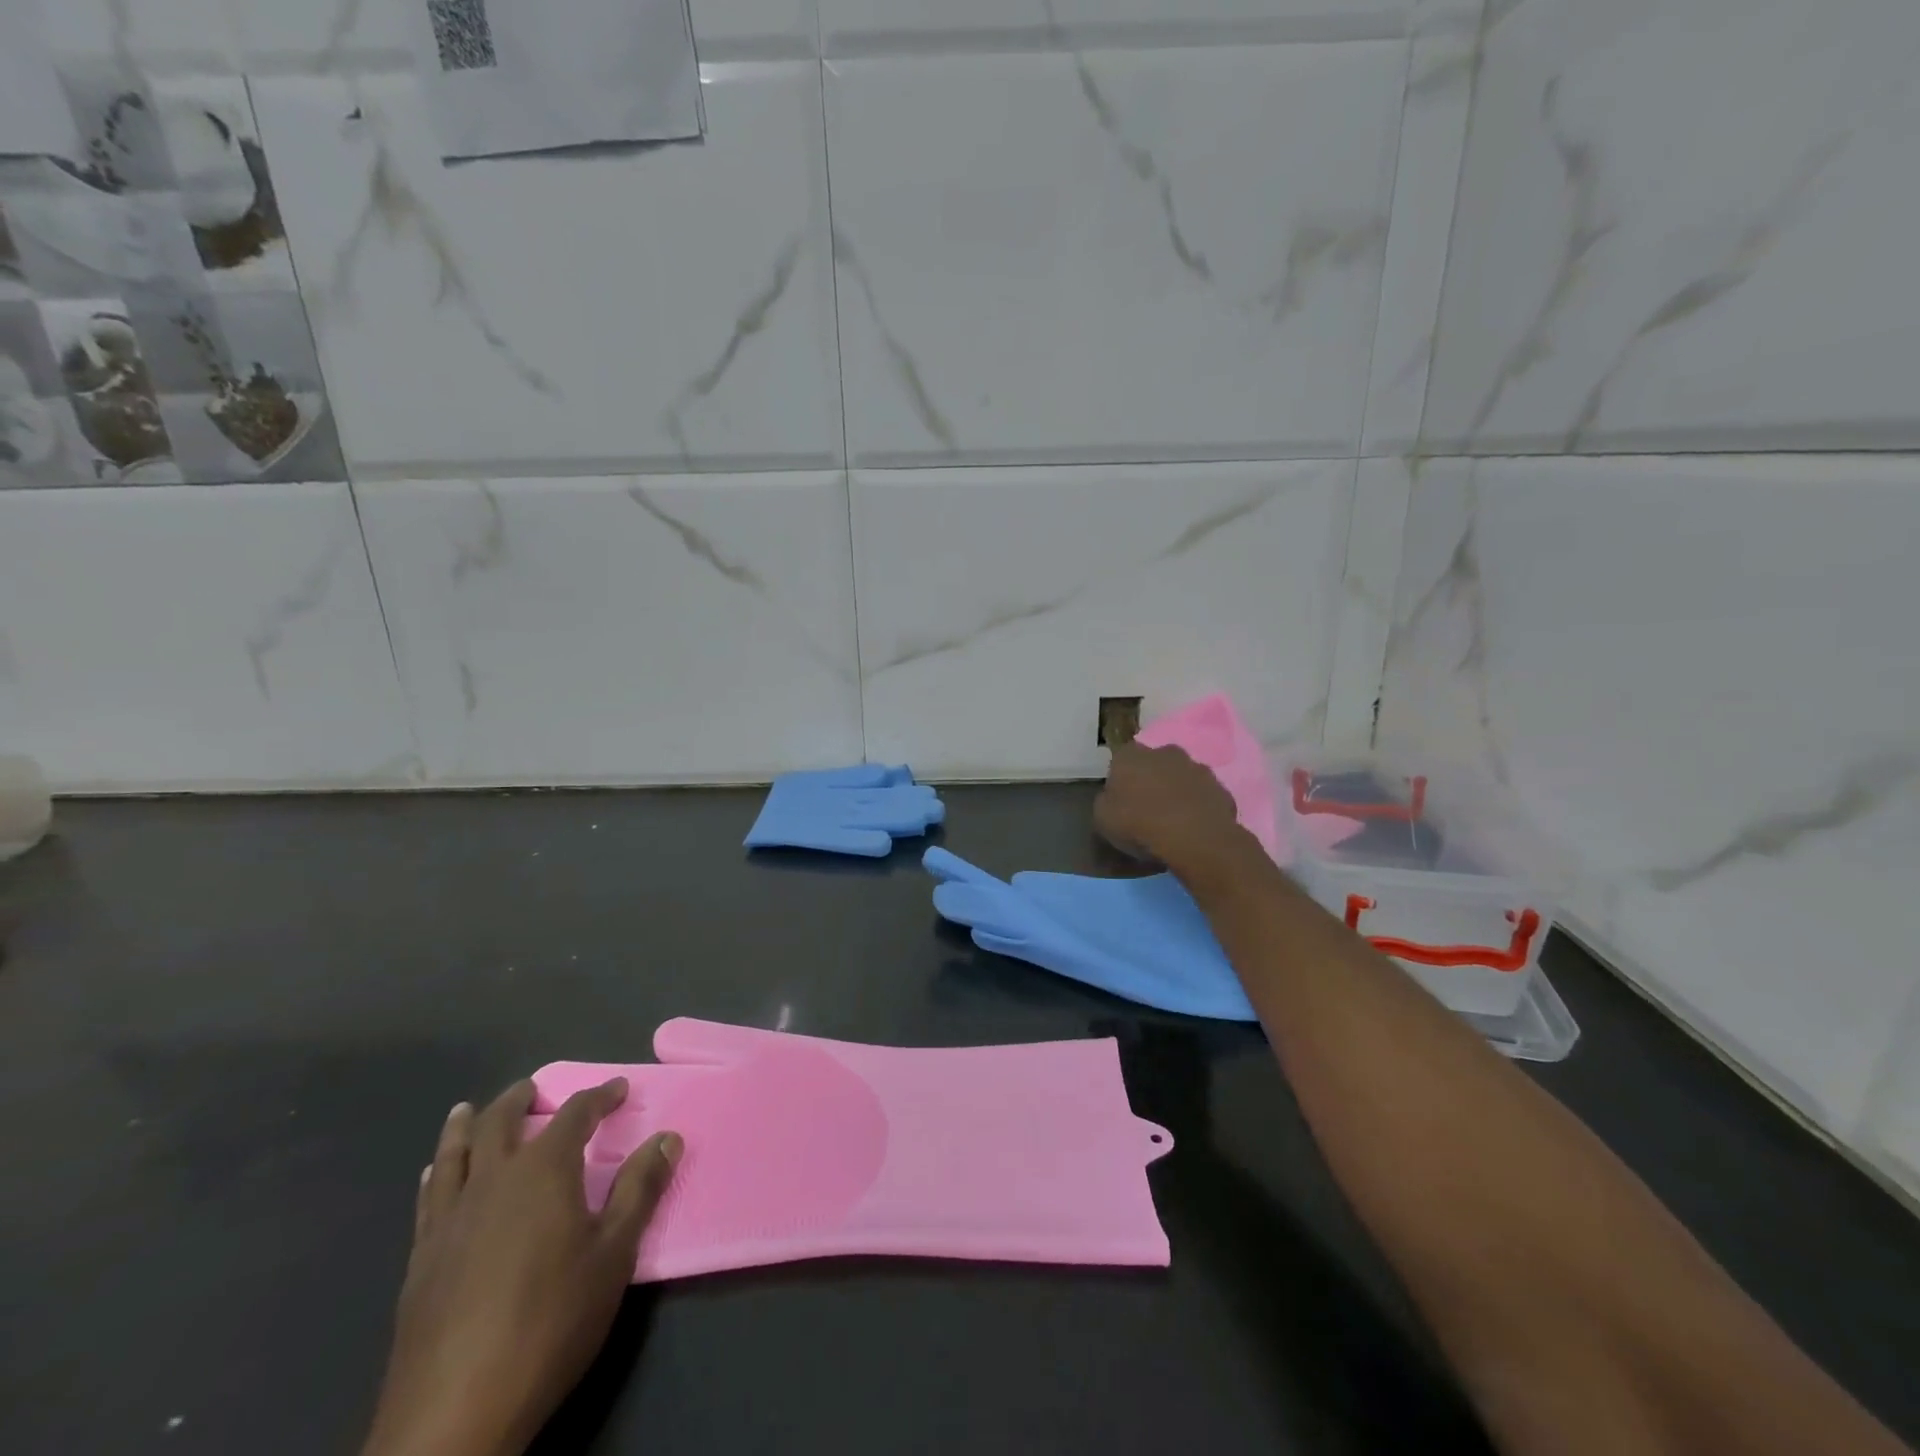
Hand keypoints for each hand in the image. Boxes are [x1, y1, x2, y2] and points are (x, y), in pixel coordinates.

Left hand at [363, 1080, 681, 1455]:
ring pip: (454, 1152)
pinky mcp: (422, 1257)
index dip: (599, 1096)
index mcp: (543, 1171)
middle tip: (535, 1088)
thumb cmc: (550, 1322)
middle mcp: (493, 1180)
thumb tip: (668, 1137)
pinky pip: (428, 1197)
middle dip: (522, 1099)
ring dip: (466, 1125)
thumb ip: (639, 1190)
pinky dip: (437, 1172)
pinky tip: (436, 1174)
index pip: (575, 1114)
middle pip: (501, 1121)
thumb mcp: (613, 1255)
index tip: (618, 1088)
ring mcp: (450, 1218)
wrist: (454, 1411)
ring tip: (469, 1109)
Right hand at [1095, 742, 1248, 878]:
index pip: (1122, 758)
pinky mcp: (1221, 789)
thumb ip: (1107, 800)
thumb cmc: (1139, 824)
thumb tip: (1113, 797)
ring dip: (1178, 791)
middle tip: (1148, 807)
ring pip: (1183, 777)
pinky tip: (1195, 829)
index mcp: (1131, 755)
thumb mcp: (1102, 818)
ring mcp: (1198, 768)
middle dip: (1152, 779)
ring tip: (1174, 821)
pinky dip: (1199, 807)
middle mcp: (1165, 753)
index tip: (1121, 798)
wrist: (1193, 838)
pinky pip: (1204, 796)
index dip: (1121, 778)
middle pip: (1155, 763)